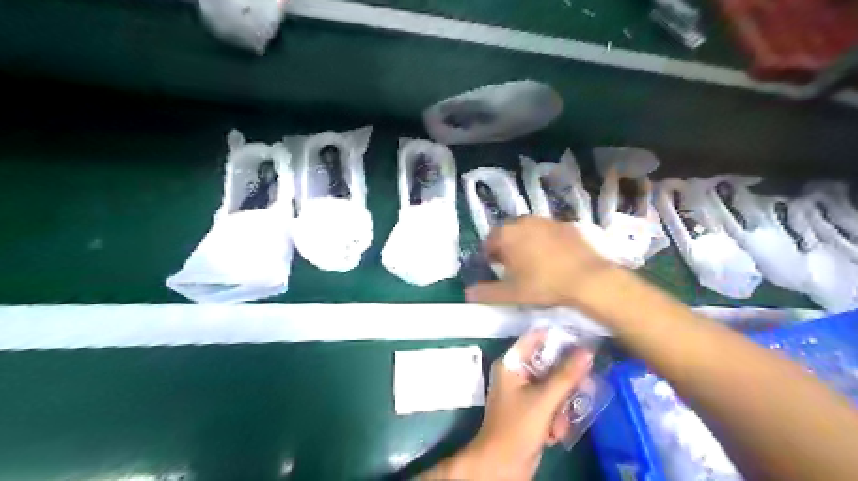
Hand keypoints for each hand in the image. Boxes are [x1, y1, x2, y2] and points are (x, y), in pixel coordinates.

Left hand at [422, 333, 594, 478]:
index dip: (558, 338)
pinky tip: (554, 434)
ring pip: (554, 386)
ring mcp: (523, 392)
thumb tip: (587, 352)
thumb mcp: (544, 400)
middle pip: (549, 364)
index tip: (583, 341)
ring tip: (560, 425)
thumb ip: (566, 375)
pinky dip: (556, 418)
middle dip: (566, 382)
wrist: (502, 466)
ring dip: (562, 406)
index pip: (535, 339)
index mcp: (511, 364)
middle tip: (586, 388)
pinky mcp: (531, 410)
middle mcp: (516, 373)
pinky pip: (551, 403)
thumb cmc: (518, 427)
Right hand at [467, 216, 612, 305]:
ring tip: (534, 263)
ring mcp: (547, 221)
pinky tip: (554, 258)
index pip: (489, 242)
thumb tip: (467, 294)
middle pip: (509, 234)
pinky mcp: (566, 224)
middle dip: (507, 248)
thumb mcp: (511, 294)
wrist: (588, 279)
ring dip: (526, 243)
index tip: (497, 270)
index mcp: (507, 235)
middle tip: (514, 268)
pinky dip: (545, 241)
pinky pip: (548, 232)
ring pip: (528, 231)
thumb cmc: (544, 284)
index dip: (490, 257)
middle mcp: (524, 221)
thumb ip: (486, 293)